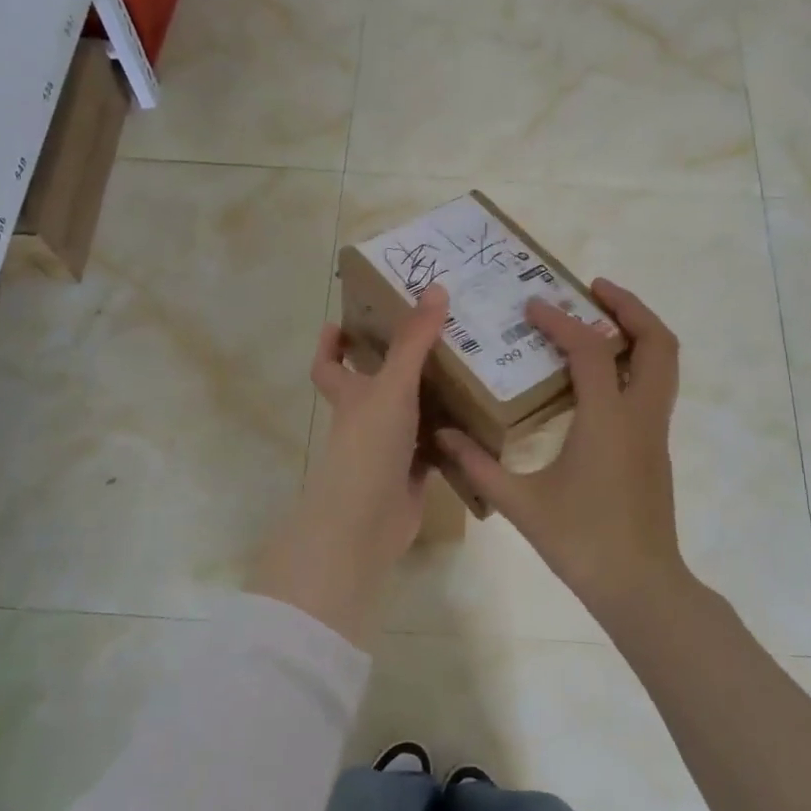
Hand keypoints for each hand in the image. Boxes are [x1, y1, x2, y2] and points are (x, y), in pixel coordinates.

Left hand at [249, 286, 449, 647]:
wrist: (367, 521)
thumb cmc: (370, 444)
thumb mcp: (392, 385)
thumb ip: (414, 340)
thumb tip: (436, 288)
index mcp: (351, 395)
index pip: (328, 365)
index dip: (330, 345)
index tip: (341, 322)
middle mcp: (366, 419)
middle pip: (376, 386)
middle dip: (399, 364)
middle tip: (436, 336)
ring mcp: (389, 448)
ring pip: (412, 415)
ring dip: (434, 397)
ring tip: (471, 367)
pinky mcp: (413, 474)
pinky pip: (436, 446)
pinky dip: (453, 435)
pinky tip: (481, 418)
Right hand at [437, 279, 685, 624]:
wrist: (641, 586)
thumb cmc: (582, 541)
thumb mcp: (522, 504)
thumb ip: (479, 466)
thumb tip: (442, 436)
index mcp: (608, 420)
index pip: (590, 350)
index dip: (561, 321)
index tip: (533, 305)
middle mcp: (641, 416)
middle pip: (656, 342)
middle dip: (630, 307)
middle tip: (593, 289)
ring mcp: (655, 432)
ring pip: (664, 364)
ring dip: (638, 331)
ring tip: (600, 318)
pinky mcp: (656, 447)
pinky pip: (654, 387)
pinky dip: (635, 362)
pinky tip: (599, 374)